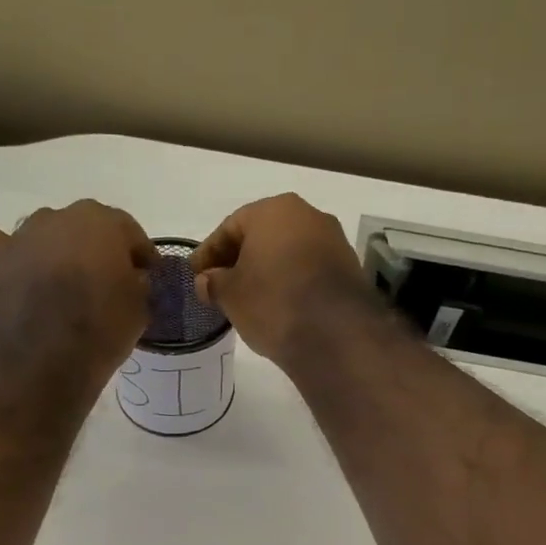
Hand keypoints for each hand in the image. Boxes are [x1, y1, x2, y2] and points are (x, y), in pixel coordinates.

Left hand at [0, 202, 154, 391]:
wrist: (42, 363)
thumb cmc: (100, 333)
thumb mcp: (140, 310)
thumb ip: (138, 283)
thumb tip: (130, 278)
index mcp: (102, 223)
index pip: (128, 231)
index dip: (139, 255)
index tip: (146, 276)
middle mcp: (60, 217)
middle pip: (84, 227)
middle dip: (96, 250)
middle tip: (104, 282)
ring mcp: (20, 236)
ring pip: (44, 234)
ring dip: (55, 252)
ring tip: (61, 285)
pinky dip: (9, 254)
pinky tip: (17, 273)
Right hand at [191, 194, 370, 369]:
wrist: (335, 334)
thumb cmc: (273, 302)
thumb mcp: (230, 295)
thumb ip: (213, 283)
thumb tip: (206, 281)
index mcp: (274, 210)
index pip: (230, 227)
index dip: (208, 253)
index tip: (196, 275)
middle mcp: (308, 215)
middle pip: (262, 237)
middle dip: (239, 260)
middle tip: (220, 286)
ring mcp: (333, 241)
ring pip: (288, 254)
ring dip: (267, 272)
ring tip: (249, 299)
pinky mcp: (349, 269)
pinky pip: (308, 271)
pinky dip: (290, 283)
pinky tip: (279, 305)